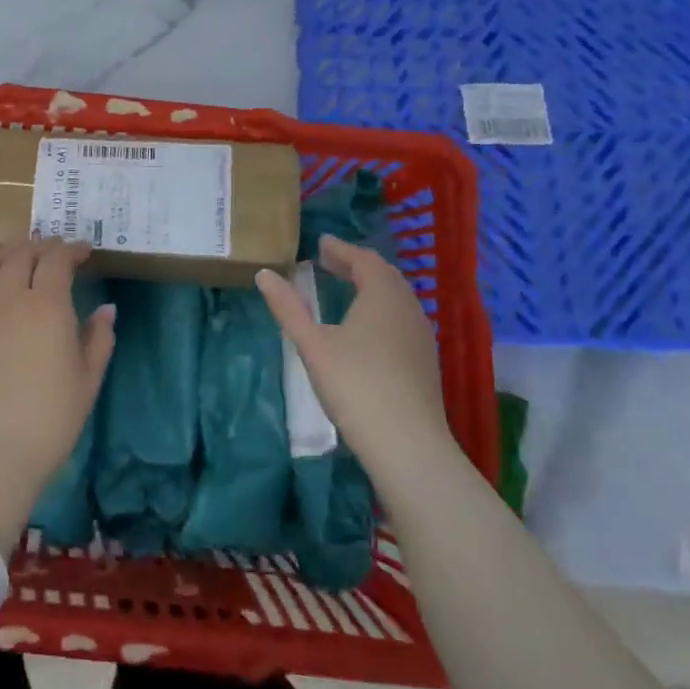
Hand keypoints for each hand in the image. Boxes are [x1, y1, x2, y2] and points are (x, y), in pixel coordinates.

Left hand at [0, 237, 115, 551]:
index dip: (71, 250)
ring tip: (18, 251)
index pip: (57, 261)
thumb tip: (106, 309)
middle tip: (53, 249)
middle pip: (21, 256)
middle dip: (40, 245)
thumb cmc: (51, 419)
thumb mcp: (88, 380)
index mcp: (47, 306)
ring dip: (5, 251)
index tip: (83, 251)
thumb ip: (98, 338)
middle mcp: (10, 299)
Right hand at [256, 235, 450, 475]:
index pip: (363, 259)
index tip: (321, 243)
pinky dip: (382, 308)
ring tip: (346, 288)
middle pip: (384, 275)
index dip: (341, 249)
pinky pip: (402, 318)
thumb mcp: (312, 345)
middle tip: (330, 261)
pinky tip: (367, 327)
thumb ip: (288, 307)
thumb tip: (264, 274)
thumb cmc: (355, 386)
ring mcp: (421, 335)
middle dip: (357, 264)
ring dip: (371, 286)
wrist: (408, 445)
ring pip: (397, 297)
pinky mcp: (425, 361)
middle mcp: (408, 307)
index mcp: (382, 295)